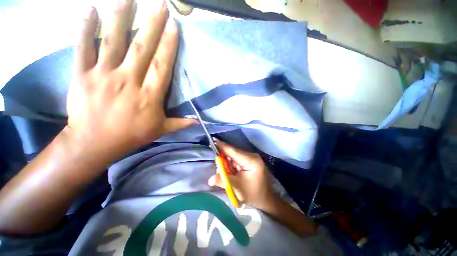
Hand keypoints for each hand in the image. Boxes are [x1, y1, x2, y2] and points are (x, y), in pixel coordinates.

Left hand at [67, 0, 194, 162]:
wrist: (94, 143)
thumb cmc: (131, 135)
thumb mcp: (161, 130)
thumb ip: (181, 123)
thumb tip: (199, 122)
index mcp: (149, 96)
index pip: (162, 65)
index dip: (168, 45)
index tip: (174, 26)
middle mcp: (128, 81)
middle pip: (142, 47)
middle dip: (152, 24)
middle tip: (160, 4)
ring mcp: (103, 76)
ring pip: (113, 42)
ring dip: (121, 17)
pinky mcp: (82, 75)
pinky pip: (82, 48)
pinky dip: (84, 28)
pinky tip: (89, 10)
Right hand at [208, 139, 275, 208]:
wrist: (266, 199)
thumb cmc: (253, 194)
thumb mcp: (237, 188)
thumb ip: (223, 181)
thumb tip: (210, 180)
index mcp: (251, 161)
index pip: (233, 151)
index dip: (222, 146)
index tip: (213, 140)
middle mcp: (251, 156)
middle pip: (233, 152)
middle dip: (223, 156)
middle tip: (215, 163)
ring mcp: (251, 157)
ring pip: (234, 156)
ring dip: (226, 162)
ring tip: (224, 171)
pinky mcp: (249, 160)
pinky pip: (236, 159)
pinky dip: (230, 164)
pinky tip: (229, 171)